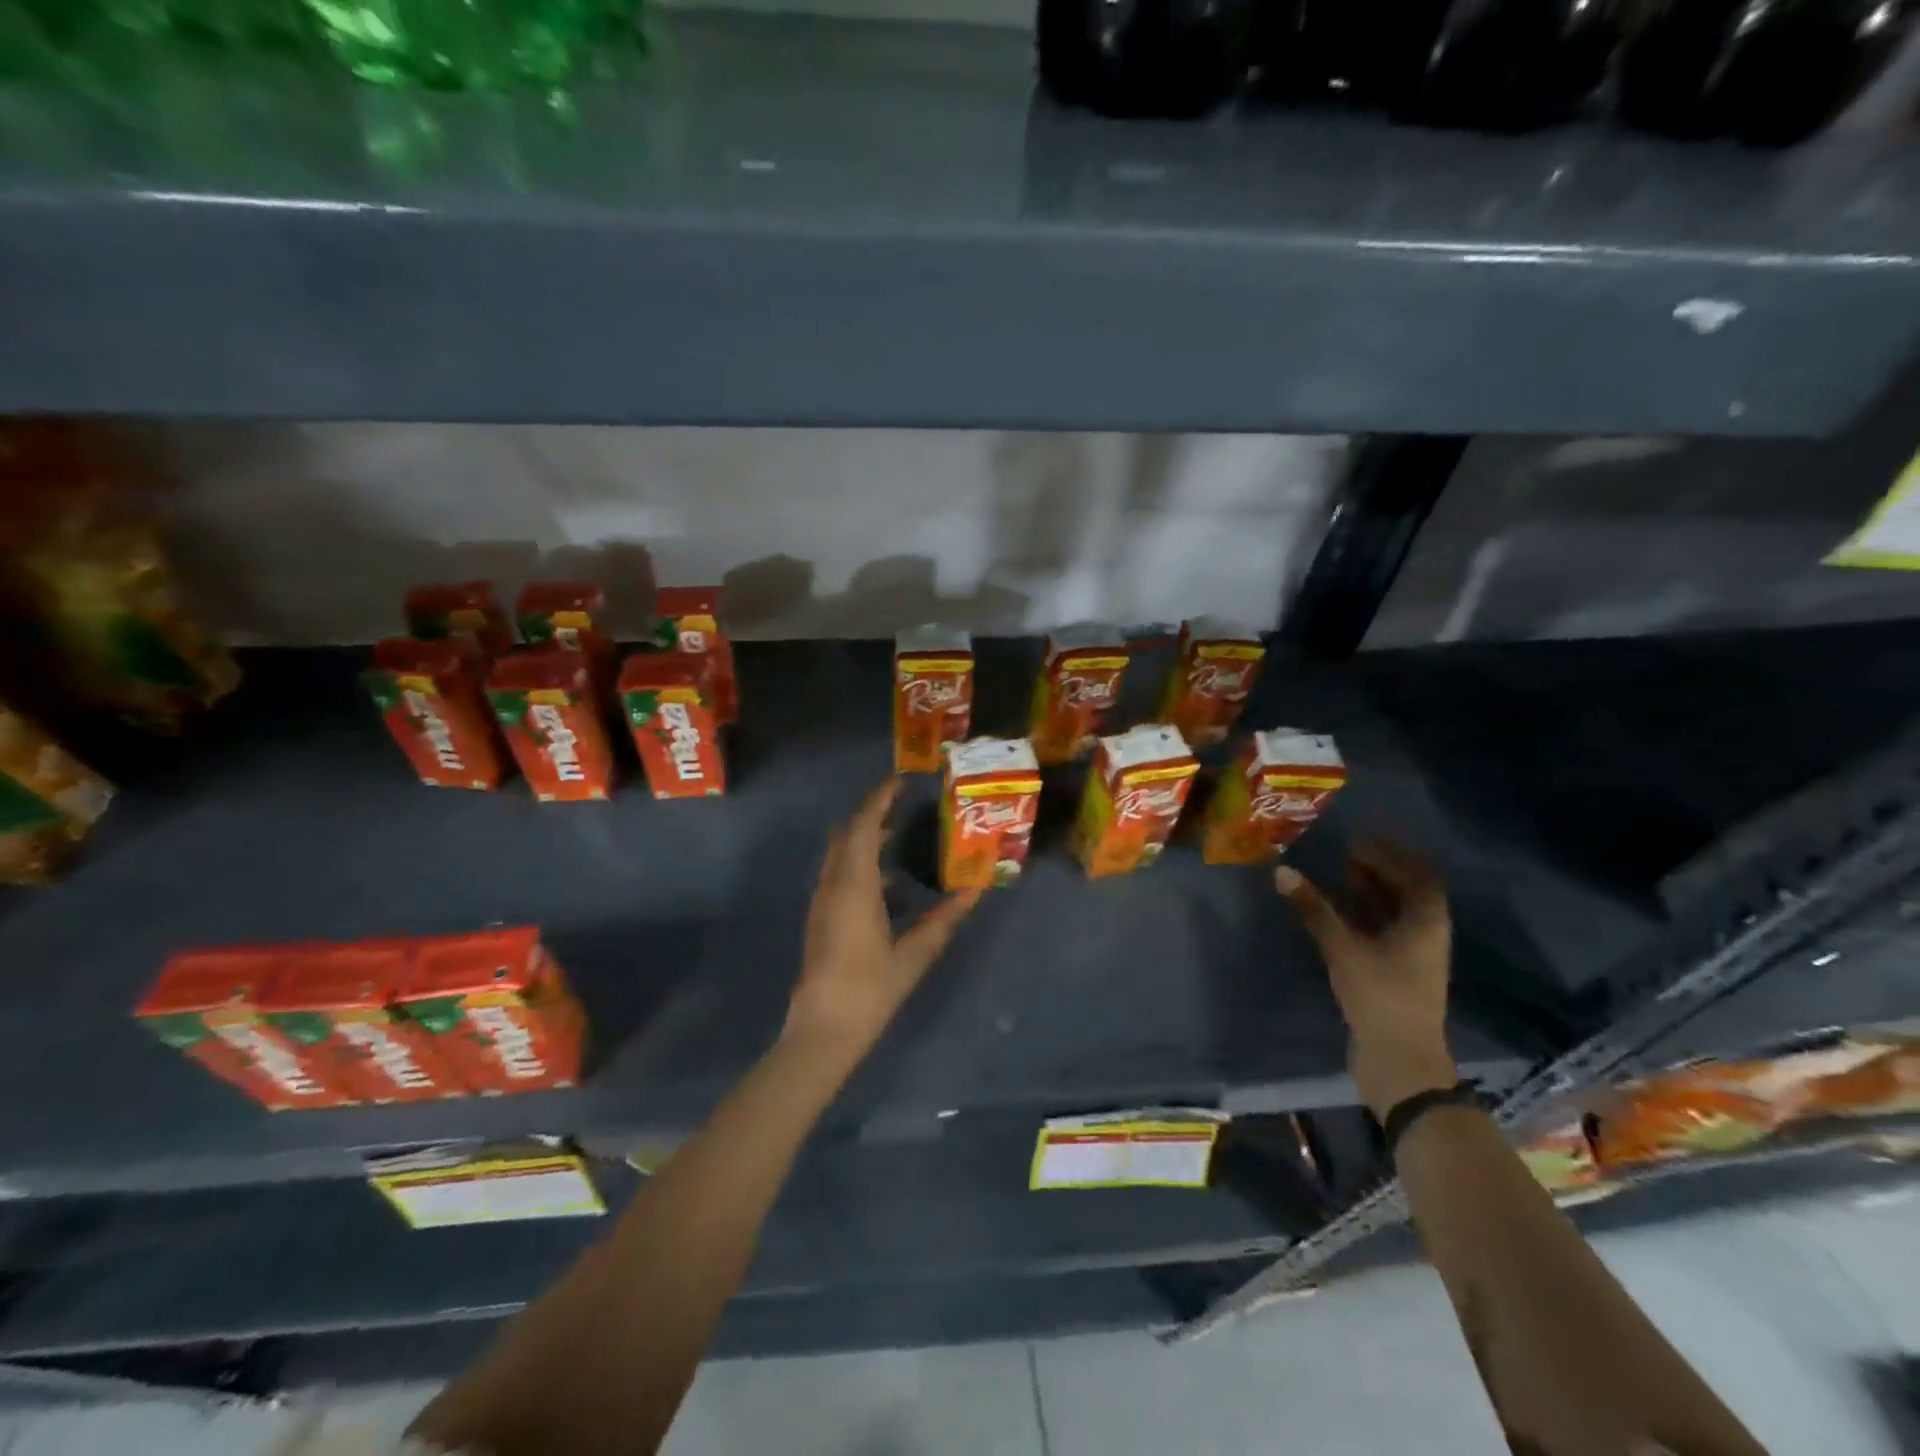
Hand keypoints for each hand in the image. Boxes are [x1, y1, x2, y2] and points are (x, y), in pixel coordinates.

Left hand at [784, 779, 980, 1060]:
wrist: (822, 1031)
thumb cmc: (869, 991)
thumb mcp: (913, 956)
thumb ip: (943, 921)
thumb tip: (975, 892)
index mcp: (854, 887)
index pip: (862, 827)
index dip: (878, 800)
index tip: (900, 782)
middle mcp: (833, 885)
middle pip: (847, 834)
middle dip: (871, 813)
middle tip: (903, 804)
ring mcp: (822, 902)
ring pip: (839, 853)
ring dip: (863, 836)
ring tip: (897, 833)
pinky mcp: (821, 917)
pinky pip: (838, 872)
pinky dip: (858, 860)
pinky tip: (886, 880)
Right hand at [1275, 842, 1457, 1119]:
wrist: (1399, 1060)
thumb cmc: (1380, 996)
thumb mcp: (1343, 947)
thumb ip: (1314, 909)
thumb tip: (1282, 871)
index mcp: (1426, 922)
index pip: (1417, 875)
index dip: (1390, 856)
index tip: (1357, 842)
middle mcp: (1426, 934)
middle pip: (1408, 892)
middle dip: (1379, 871)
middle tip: (1344, 855)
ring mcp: (1413, 956)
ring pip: (1395, 913)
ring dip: (1371, 893)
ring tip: (1338, 877)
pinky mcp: (1397, 974)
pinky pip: (1383, 931)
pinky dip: (1363, 916)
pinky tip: (1337, 914)